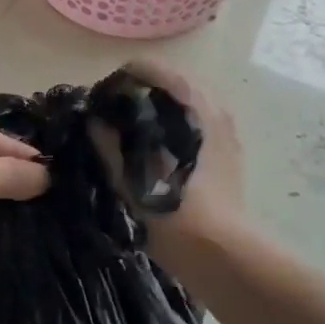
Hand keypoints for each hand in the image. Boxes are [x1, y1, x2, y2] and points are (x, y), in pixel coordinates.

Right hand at [111, 59, 245, 254]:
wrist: (221, 254)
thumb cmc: (172, 211)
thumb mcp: (129, 177)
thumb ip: (109, 143)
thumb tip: (95, 120)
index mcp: (190, 105)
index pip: (153, 69)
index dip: (124, 76)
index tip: (104, 95)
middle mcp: (212, 109)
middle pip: (172, 84)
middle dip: (143, 91)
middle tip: (115, 112)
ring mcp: (225, 132)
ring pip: (187, 104)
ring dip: (160, 109)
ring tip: (134, 131)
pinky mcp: (229, 154)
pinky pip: (197, 124)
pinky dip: (176, 126)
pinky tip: (158, 150)